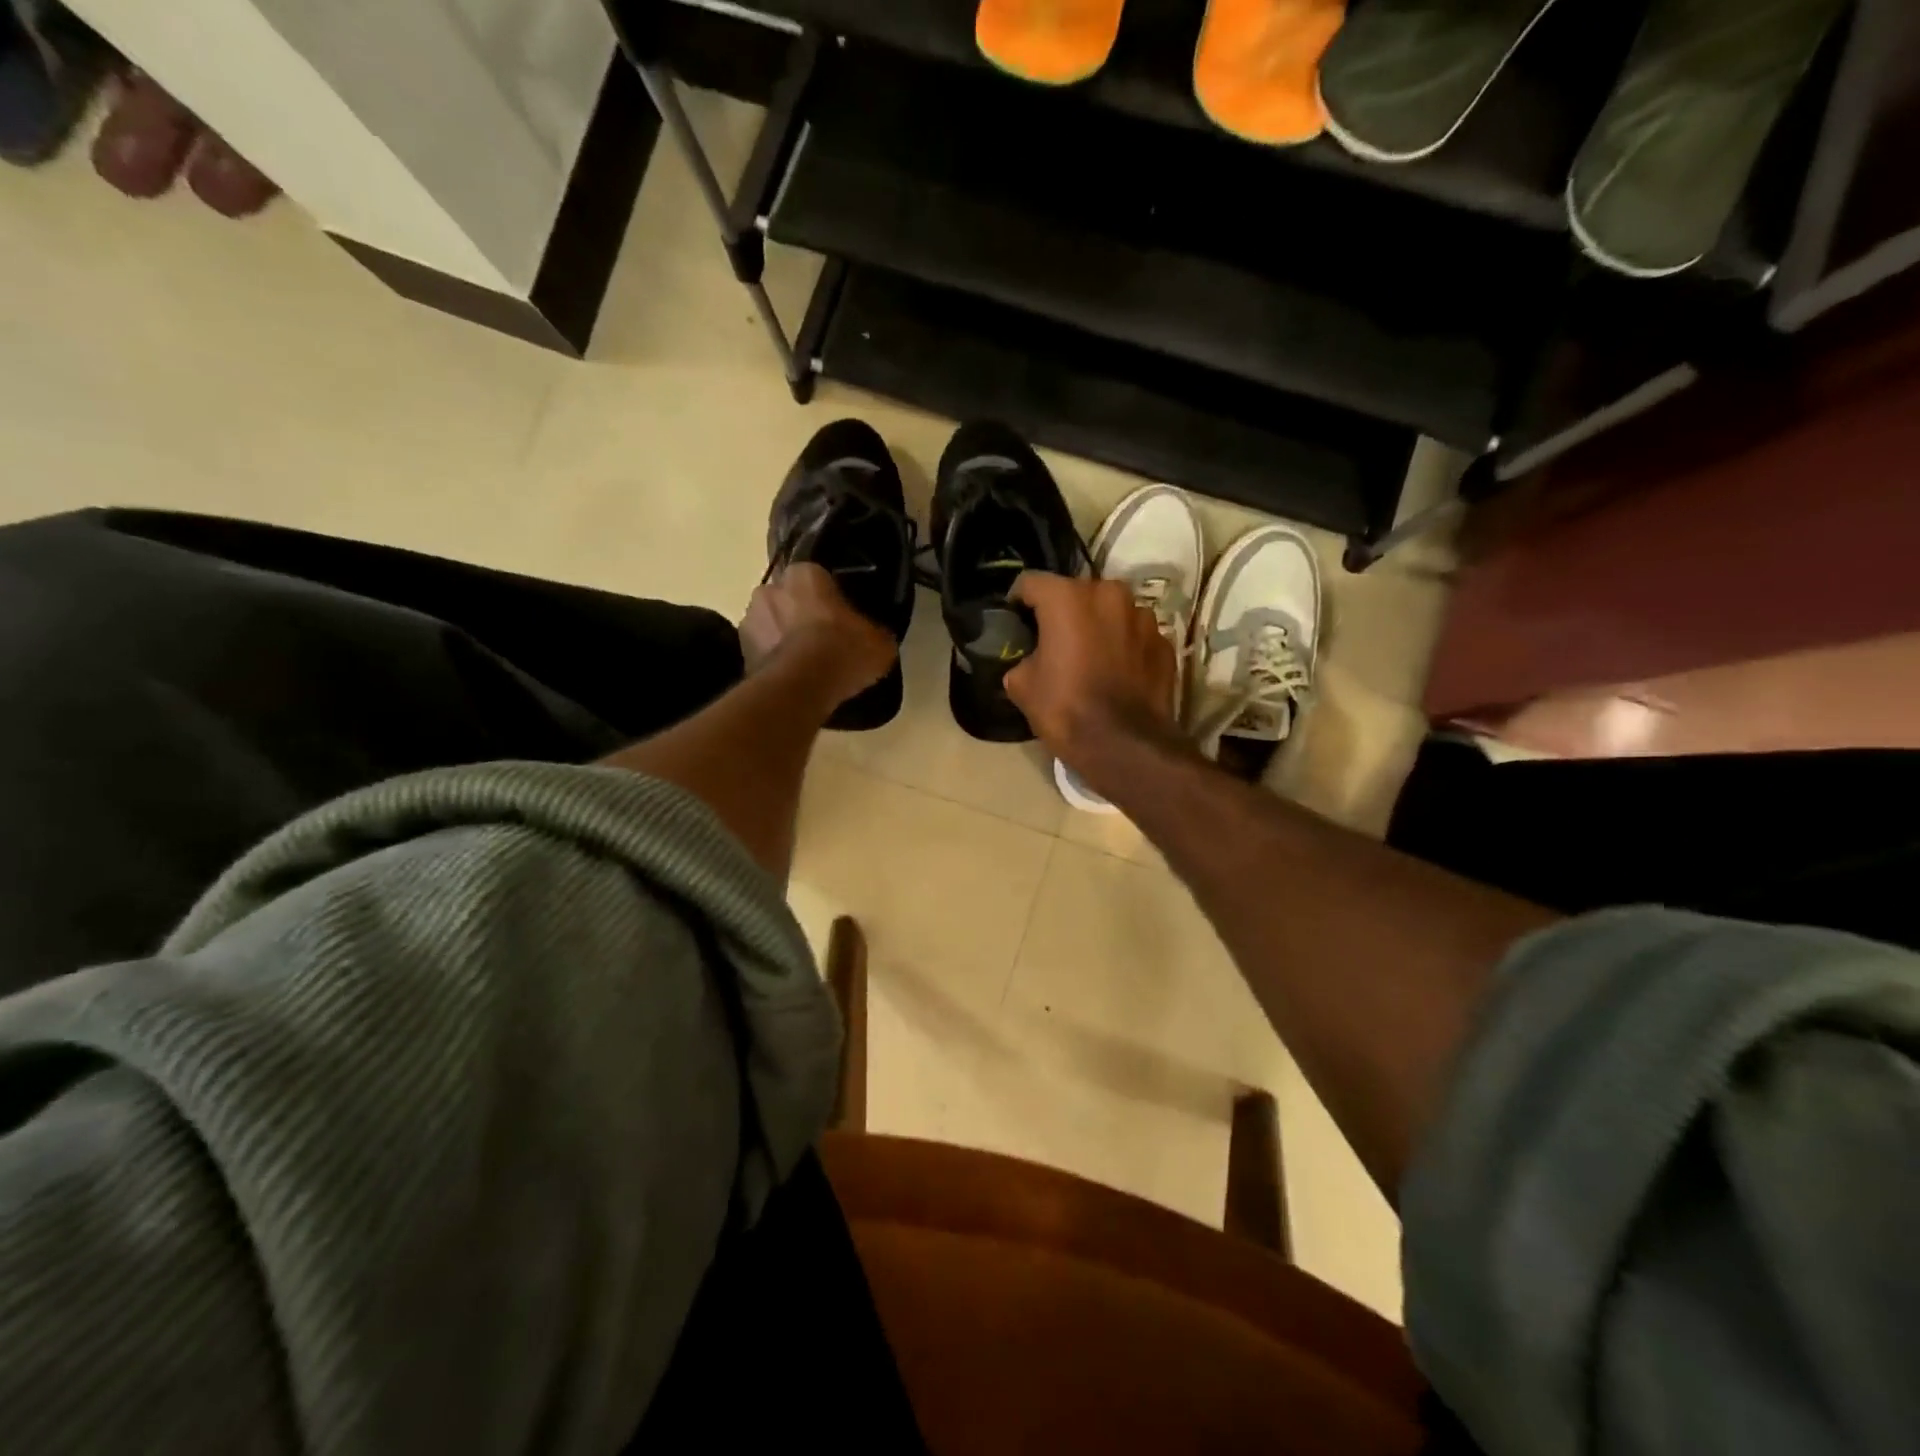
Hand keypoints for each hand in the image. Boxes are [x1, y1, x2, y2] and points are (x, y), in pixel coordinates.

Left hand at [741, 562, 896, 707]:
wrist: (802, 686)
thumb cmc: (842, 650)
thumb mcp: (879, 643)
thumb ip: (875, 632)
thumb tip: (875, 637)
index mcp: (804, 573)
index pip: (817, 578)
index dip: (829, 599)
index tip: (840, 619)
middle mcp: (770, 587)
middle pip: (789, 599)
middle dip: (800, 615)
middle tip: (822, 641)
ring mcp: (749, 619)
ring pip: (771, 624)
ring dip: (783, 638)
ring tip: (805, 665)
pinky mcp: (741, 651)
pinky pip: (762, 651)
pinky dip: (773, 661)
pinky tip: (792, 679)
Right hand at [1004, 571, 1181, 775]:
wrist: (1125, 745)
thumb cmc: (1066, 709)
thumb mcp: (1021, 686)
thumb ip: (1023, 659)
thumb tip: (1030, 660)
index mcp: (1067, 597)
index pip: (1031, 583)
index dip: (1018, 602)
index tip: (1015, 622)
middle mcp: (1109, 594)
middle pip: (1076, 593)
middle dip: (1063, 612)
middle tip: (1054, 641)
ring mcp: (1143, 616)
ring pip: (1110, 611)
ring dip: (1098, 626)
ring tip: (1089, 657)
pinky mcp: (1164, 642)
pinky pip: (1134, 635)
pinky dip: (1123, 646)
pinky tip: (1116, 673)